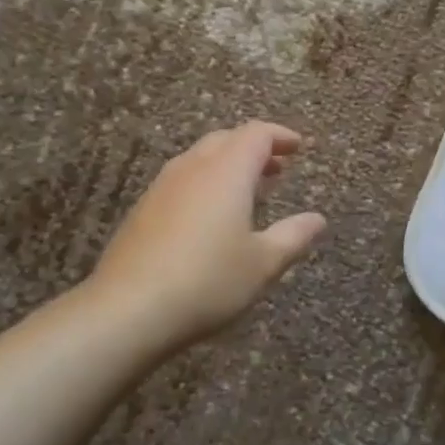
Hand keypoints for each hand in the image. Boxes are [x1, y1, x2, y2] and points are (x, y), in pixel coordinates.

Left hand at [89, 121, 325, 351]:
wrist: (128, 309)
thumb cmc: (207, 281)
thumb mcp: (262, 264)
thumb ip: (293, 236)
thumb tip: (317, 219)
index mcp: (226, 172)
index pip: (256, 134)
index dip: (280, 136)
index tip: (299, 147)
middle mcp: (193, 168)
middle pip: (226, 139)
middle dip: (255, 147)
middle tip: (277, 168)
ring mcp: (162, 187)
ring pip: (200, 158)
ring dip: (228, 164)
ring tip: (249, 191)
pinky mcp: (143, 210)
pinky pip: (182, 180)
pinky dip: (206, 182)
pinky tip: (211, 216)